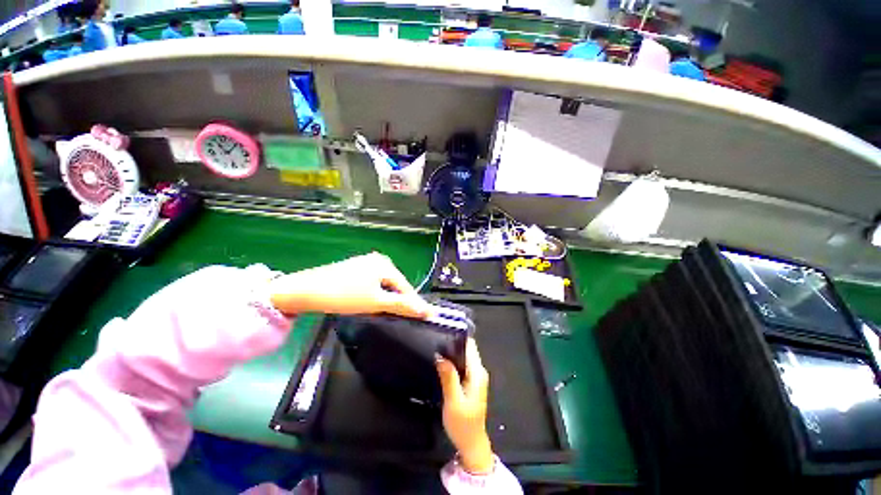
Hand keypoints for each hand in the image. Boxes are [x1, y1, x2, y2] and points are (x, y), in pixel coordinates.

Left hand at [268, 252, 429, 317]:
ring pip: (384, 284)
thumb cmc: (343, 295)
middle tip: (396, 317)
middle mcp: (378, 259)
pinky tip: (368, 302)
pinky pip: (373, 282)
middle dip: (397, 301)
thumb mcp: (375, 302)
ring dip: (386, 298)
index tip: (421, 319)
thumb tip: (426, 310)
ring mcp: (365, 262)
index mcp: (385, 264)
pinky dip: (375, 293)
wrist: (304, 290)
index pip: (406, 287)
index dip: (413, 304)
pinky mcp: (355, 268)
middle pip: (395, 285)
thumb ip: (402, 305)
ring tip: (382, 312)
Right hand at [436, 339, 494, 474]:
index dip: (458, 338)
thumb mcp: (453, 401)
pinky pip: (461, 365)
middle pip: (467, 349)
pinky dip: (452, 362)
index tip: (443, 333)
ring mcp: (475, 376)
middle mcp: (478, 371)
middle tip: (436, 341)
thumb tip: (440, 356)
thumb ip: (448, 377)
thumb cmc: (463, 424)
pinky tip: (441, 362)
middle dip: (452, 344)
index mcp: (477, 373)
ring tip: (436, 349)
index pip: (470, 346)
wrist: (470, 443)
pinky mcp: (470, 381)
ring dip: (451, 353)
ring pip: (463, 356)